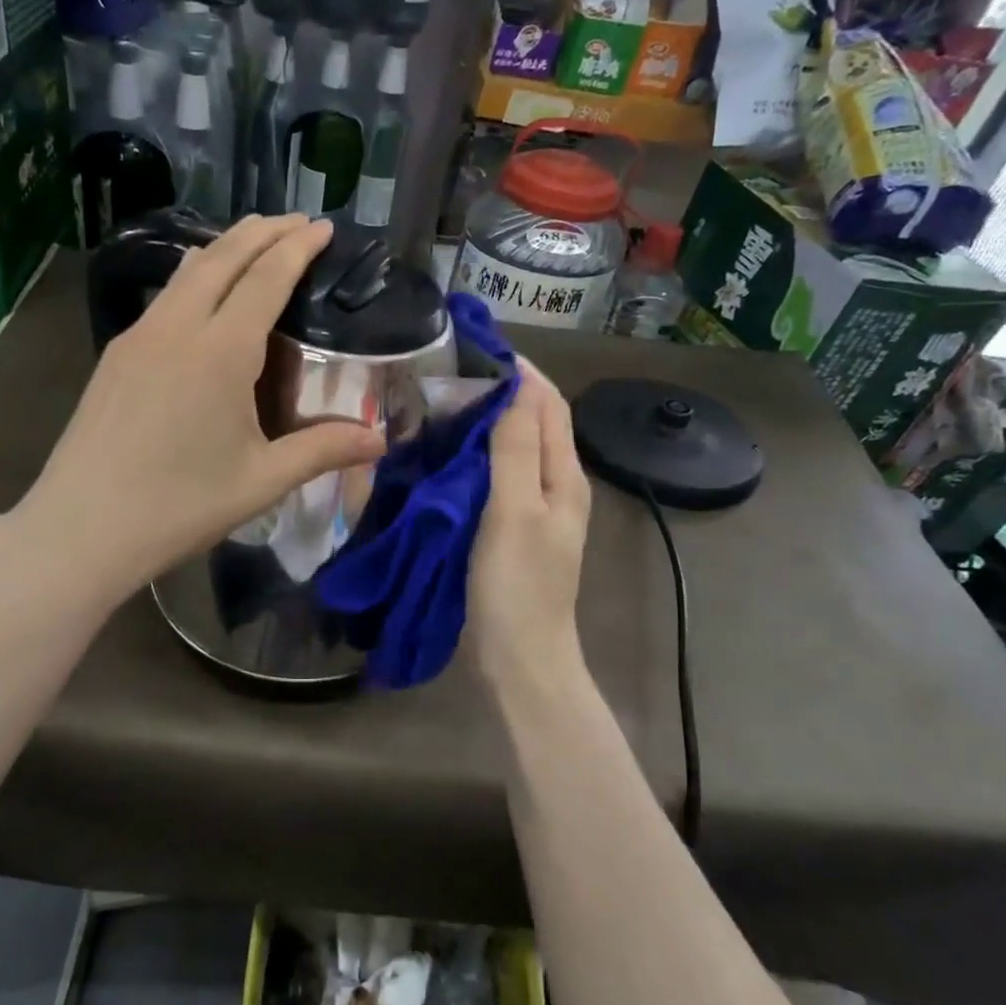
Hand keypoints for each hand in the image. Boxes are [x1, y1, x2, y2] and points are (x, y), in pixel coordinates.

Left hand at [19, 214, 385, 598]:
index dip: (298, 247)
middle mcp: (177, 327)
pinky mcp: (115, 355)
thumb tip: (380, 440)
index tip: (322, 226)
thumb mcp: (261, 480)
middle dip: (263, 231)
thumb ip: (322, 450)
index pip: (266, 277)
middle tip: (296, 222)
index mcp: (220, 351)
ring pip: (187, 271)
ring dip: (226, 248)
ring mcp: (138, 336)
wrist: (82, 528)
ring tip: (254, 242)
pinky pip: (165, 297)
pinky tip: (203, 296)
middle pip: (223, 256)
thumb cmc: (179, 506)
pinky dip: (196, 277)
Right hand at [469, 364, 591, 696]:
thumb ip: (517, 449)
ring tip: (441, 404)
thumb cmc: (517, 585)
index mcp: (564, 476)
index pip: (549, 404)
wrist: (519, 658)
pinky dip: (474, 457)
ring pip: (512, 450)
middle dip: (500, 393)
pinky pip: (495, 478)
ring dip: (484, 424)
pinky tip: (443, 455)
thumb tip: (516, 387)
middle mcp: (555, 486)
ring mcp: (533, 510)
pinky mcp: (509, 529)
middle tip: (449, 374)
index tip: (477, 346)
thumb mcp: (515, 511)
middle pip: (533, 423)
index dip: (520, 373)